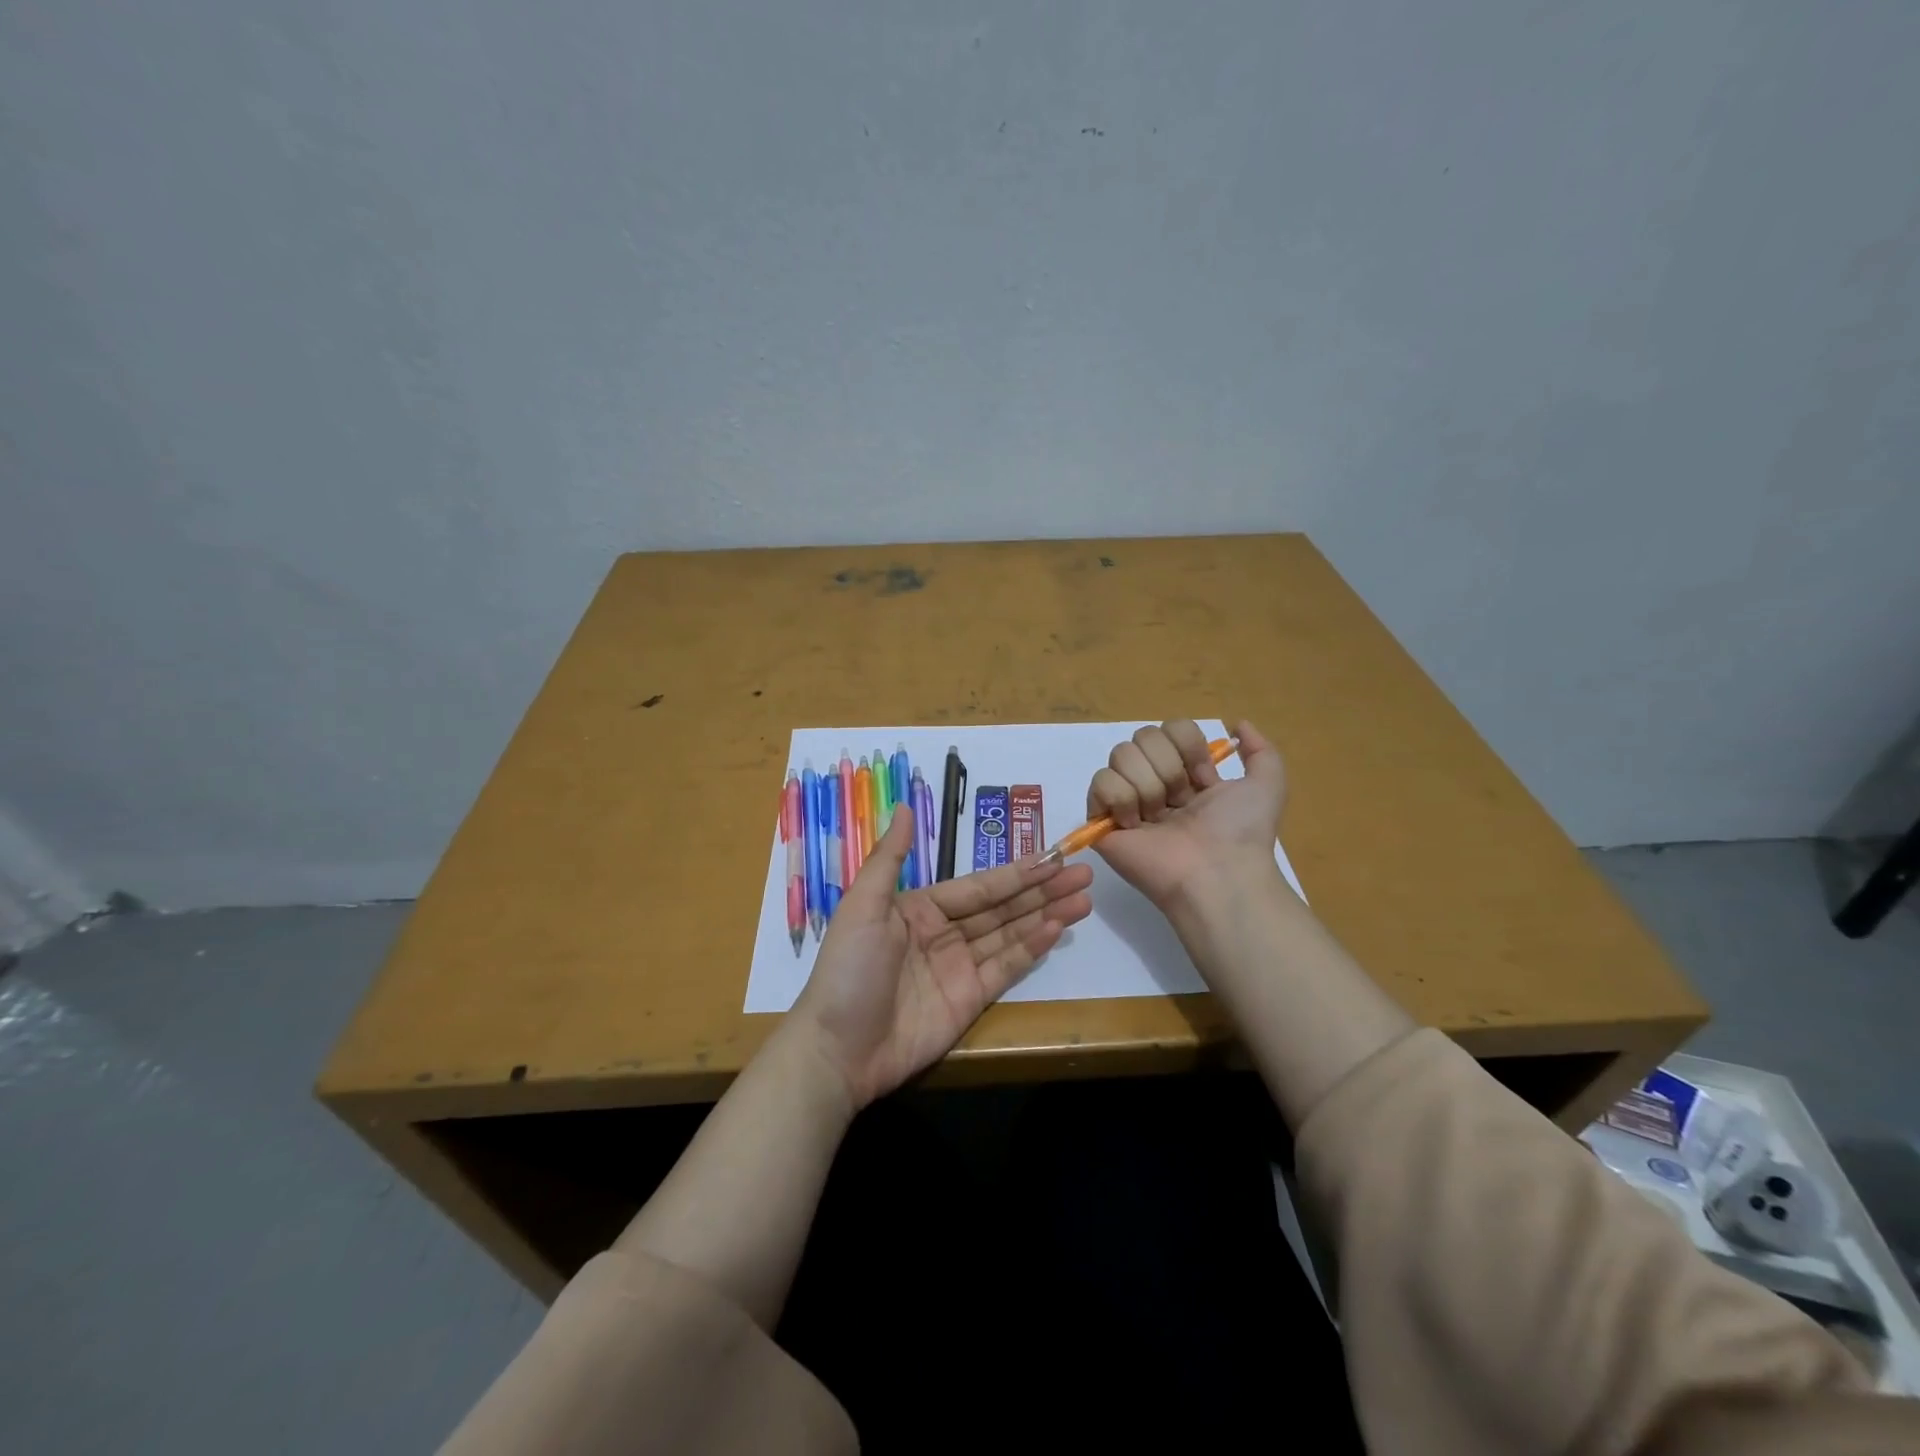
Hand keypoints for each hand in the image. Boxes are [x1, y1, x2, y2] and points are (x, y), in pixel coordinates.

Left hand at [787, 805, 1093, 1109]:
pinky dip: (1031, 949)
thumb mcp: (862, 906)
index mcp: (920, 907)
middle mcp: (944, 933)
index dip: (1015, 872)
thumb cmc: (848, 970)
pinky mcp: (969, 1000)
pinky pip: (1005, 968)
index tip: (1052, 857)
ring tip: (1083, 899)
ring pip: (1010, 934)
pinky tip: (1056, 929)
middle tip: (1083, 873)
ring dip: (1045, 915)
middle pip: (1001, 907)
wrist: (837, 1050)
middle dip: (1041, 890)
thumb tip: (906, 806)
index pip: (978, 886)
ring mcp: (959, 968)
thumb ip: (890, 858)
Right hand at [1088, 718, 1286, 910]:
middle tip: (1180, 802)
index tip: (1204, 779)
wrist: (1216, 873)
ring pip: (1121, 754)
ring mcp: (1125, 801)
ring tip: (1158, 818)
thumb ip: (1261, 750)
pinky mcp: (1101, 819)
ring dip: (1147, 785)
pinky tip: (1134, 824)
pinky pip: (1099, 781)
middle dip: (1168, 767)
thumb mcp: (1268, 785)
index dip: (1189, 747)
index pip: (1171, 728)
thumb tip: (1238, 724)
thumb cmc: (1240, 832)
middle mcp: (1154, 783)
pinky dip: (1120, 798)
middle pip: (1143, 736)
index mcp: (1187, 775)